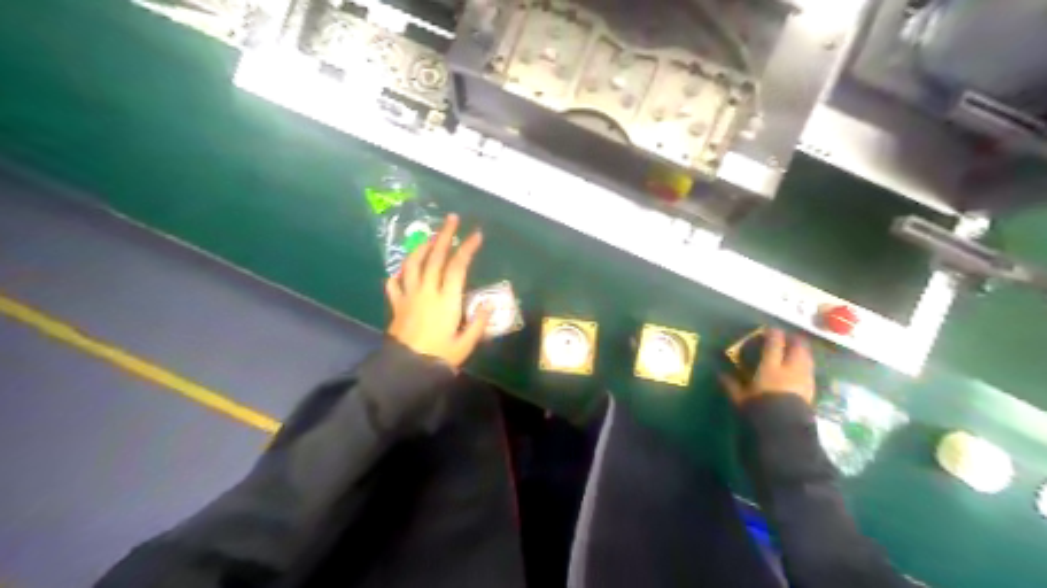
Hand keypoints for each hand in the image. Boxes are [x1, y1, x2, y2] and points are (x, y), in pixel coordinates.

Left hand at [387, 213, 496, 369]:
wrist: (406, 370)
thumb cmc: (439, 357)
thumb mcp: (465, 343)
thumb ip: (478, 323)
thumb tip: (490, 304)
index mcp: (446, 299)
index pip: (457, 267)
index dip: (467, 248)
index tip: (476, 235)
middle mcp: (427, 291)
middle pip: (435, 257)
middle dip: (444, 235)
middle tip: (452, 219)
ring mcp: (409, 296)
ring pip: (412, 264)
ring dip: (421, 247)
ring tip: (429, 237)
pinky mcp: (396, 305)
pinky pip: (394, 283)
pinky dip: (399, 272)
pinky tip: (404, 269)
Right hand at [722, 329, 816, 405]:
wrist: (785, 431)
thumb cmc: (760, 410)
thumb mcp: (741, 398)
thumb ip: (731, 384)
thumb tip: (720, 374)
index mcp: (771, 367)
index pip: (774, 343)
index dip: (773, 333)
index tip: (769, 329)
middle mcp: (790, 368)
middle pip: (798, 346)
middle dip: (793, 339)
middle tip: (786, 338)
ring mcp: (804, 378)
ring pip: (807, 357)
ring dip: (802, 351)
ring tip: (794, 351)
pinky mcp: (811, 389)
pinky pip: (810, 370)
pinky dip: (805, 365)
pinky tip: (799, 369)